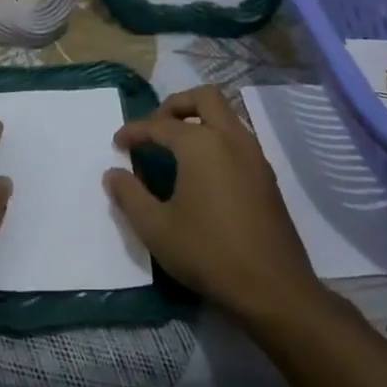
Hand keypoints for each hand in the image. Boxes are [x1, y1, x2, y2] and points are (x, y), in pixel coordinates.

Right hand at [104, 86, 319, 322]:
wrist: (273, 288)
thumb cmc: (208, 253)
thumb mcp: (156, 228)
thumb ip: (129, 196)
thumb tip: (113, 174)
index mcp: (201, 144)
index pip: (160, 125)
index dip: (134, 131)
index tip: (117, 143)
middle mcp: (231, 138)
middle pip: (204, 97)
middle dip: (175, 105)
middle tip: (155, 127)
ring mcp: (255, 155)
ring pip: (227, 115)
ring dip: (199, 119)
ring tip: (176, 146)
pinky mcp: (267, 176)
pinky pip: (238, 138)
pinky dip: (217, 138)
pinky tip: (203, 170)